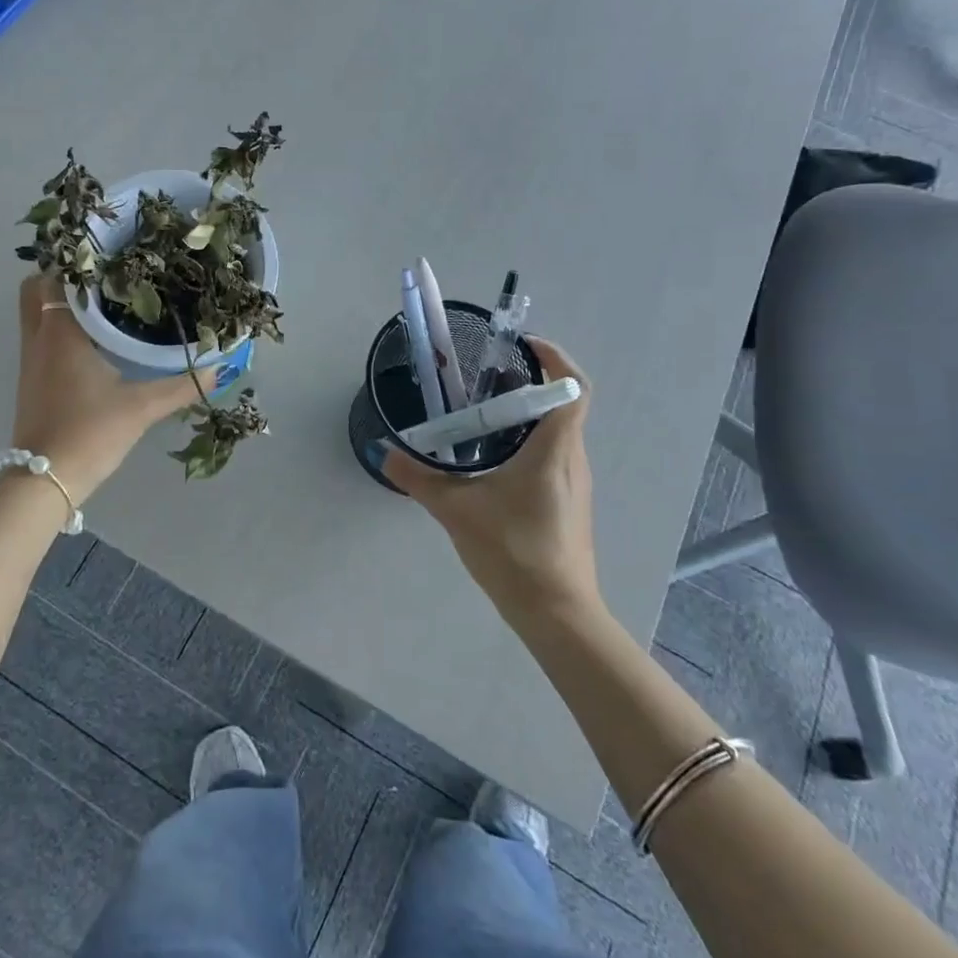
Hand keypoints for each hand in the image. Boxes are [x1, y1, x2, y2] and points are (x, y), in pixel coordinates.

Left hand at [11, 276, 215, 503]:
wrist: (44, 480)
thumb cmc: (90, 432)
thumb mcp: (142, 408)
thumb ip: (181, 386)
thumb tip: (219, 369)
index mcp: (61, 333)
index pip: (58, 278)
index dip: (79, 261)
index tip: (110, 256)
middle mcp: (38, 338)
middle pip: (35, 289)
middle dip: (61, 277)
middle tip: (102, 277)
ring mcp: (30, 360)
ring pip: (35, 313)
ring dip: (60, 303)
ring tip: (104, 301)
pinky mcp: (30, 380)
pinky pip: (39, 336)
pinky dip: (58, 327)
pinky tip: (93, 340)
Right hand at [381, 338, 603, 623]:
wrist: (556, 613)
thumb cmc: (513, 551)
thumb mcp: (455, 510)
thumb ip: (417, 478)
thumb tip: (383, 452)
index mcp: (554, 449)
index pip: (573, 387)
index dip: (555, 357)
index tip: (524, 343)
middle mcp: (572, 458)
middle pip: (560, 404)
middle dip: (527, 383)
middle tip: (485, 378)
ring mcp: (573, 483)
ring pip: (556, 431)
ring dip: (526, 414)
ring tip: (482, 413)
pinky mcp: (567, 503)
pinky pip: (551, 455)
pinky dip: (527, 441)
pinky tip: (493, 459)